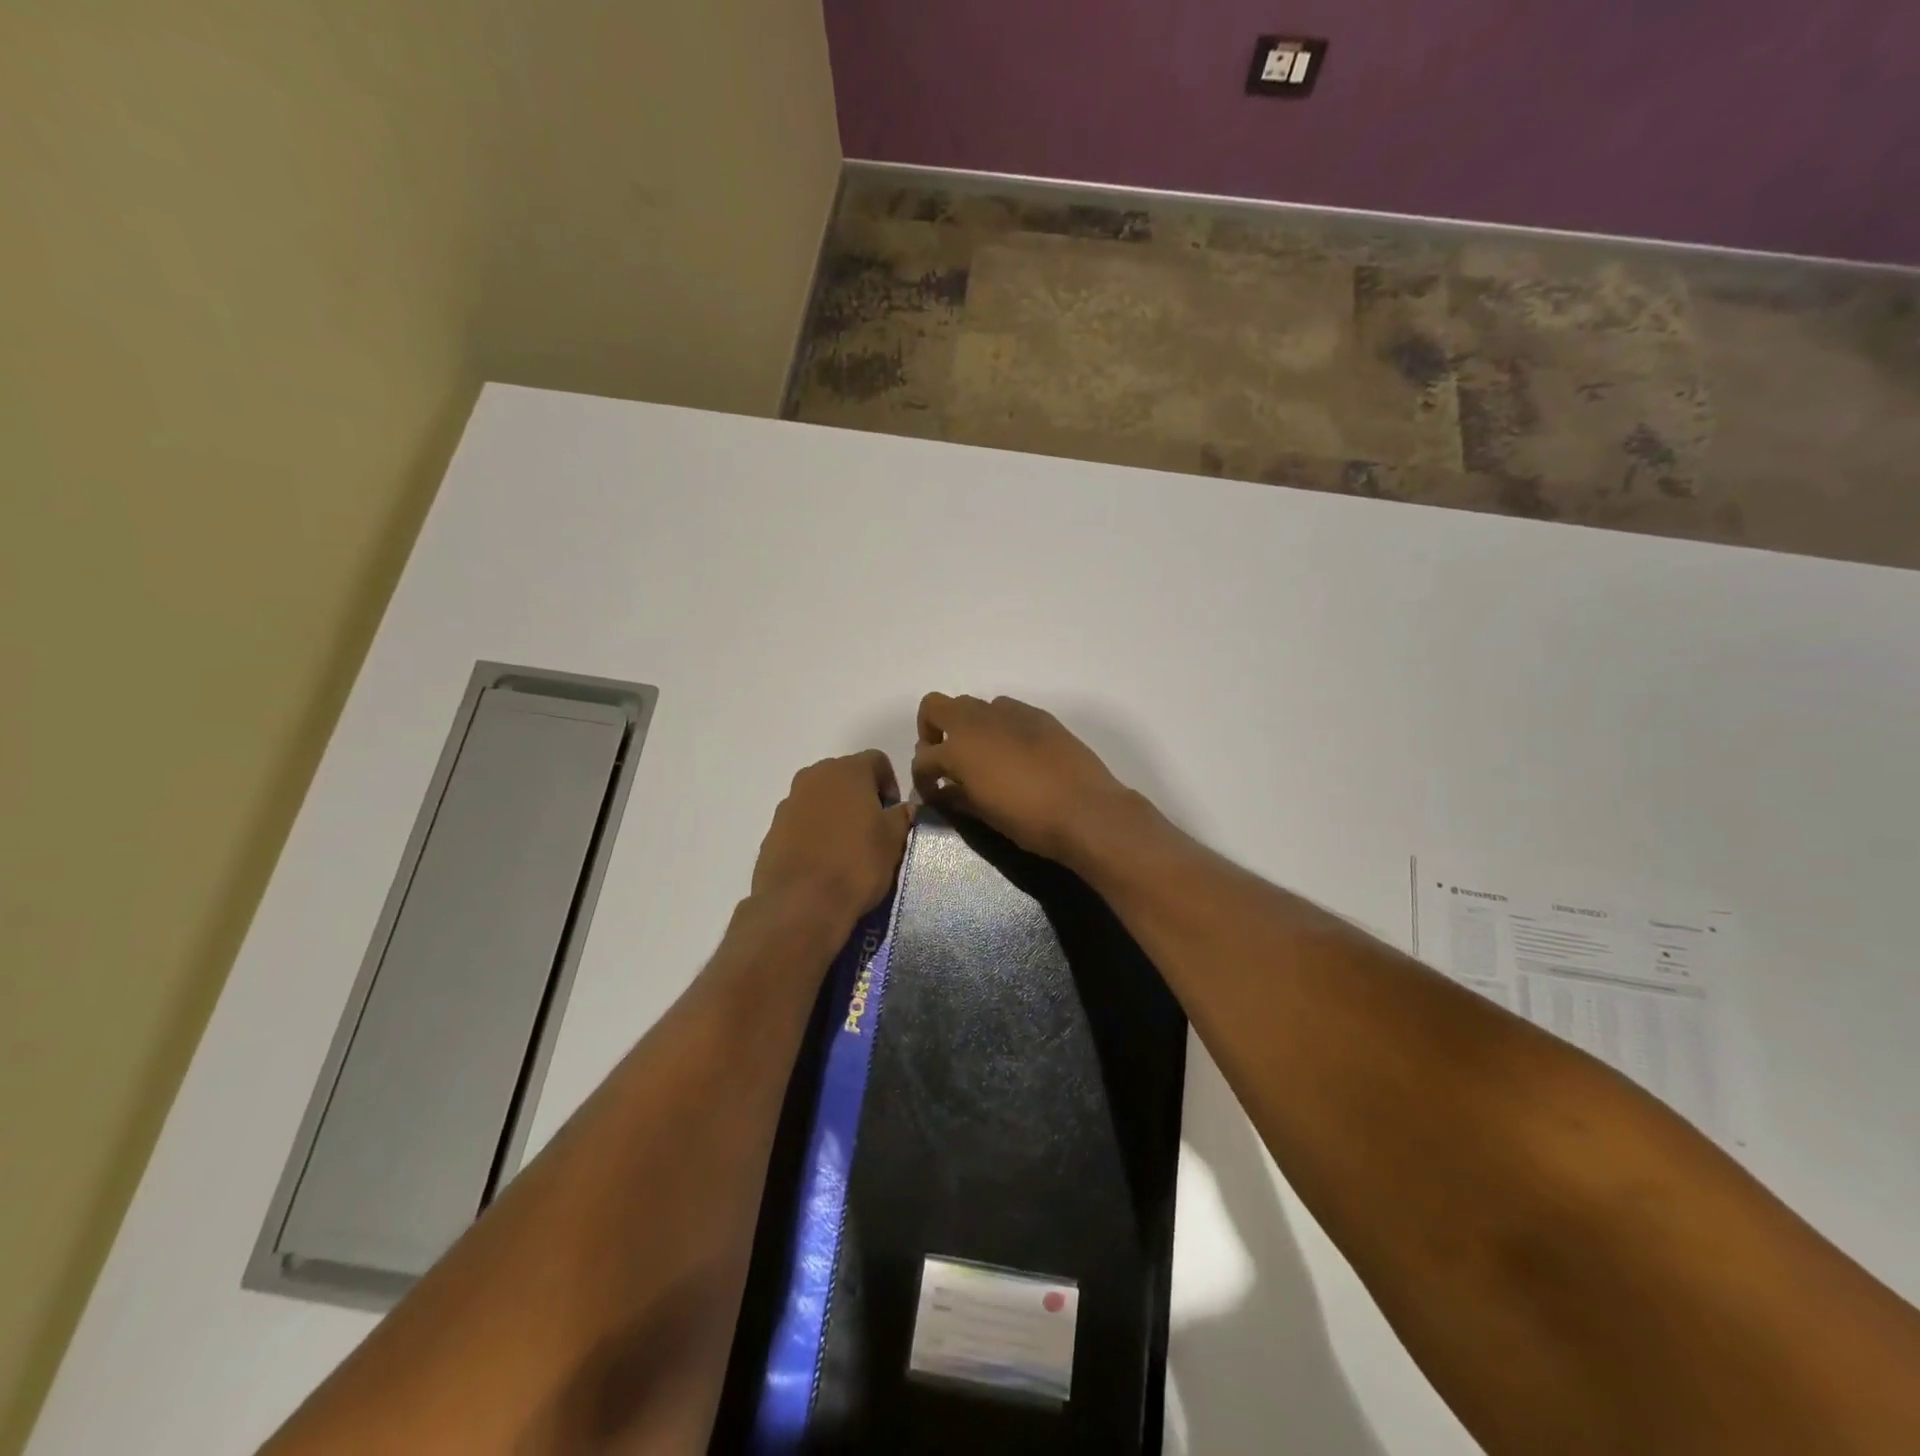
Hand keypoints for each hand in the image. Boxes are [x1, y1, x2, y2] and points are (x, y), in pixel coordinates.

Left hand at [751, 751, 913, 933]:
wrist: (801, 904)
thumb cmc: (856, 864)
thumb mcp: (894, 841)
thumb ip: (901, 816)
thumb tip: (904, 808)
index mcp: (847, 770)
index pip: (877, 760)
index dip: (890, 783)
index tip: (893, 812)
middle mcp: (814, 776)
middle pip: (845, 776)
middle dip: (860, 796)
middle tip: (873, 829)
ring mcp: (788, 802)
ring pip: (820, 798)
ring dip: (835, 813)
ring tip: (846, 848)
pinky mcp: (772, 830)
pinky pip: (801, 822)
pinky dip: (814, 833)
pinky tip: (823, 862)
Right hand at [911, 694, 1135, 864]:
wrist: (1085, 810)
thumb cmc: (1028, 819)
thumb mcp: (984, 814)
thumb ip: (957, 797)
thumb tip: (944, 791)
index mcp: (957, 748)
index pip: (923, 758)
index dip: (922, 779)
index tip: (932, 795)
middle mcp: (977, 721)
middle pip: (935, 707)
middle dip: (931, 731)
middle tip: (946, 760)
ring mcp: (1009, 712)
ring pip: (972, 705)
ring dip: (966, 726)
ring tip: (981, 756)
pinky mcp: (1037, 715)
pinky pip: (1005, 711)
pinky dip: (998, 726)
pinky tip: (1013, 753)